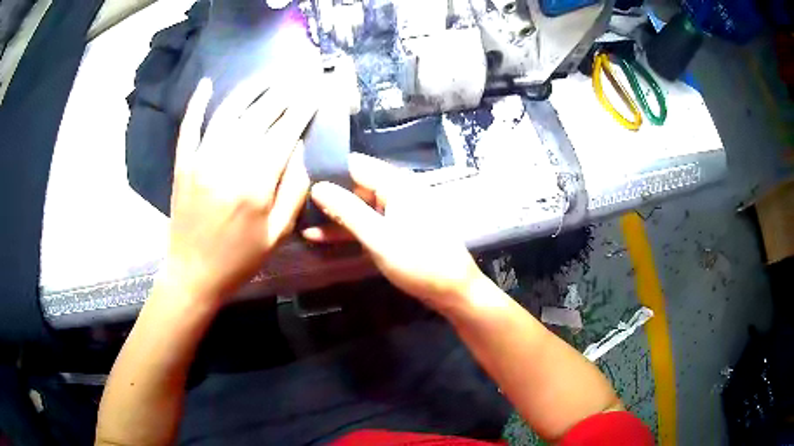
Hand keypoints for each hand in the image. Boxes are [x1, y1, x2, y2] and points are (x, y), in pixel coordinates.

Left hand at [163, 76, 316, 303]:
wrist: (193, 275)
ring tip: (266, 77)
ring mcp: (201, 161)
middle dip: (281, 94)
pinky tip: (207, 84)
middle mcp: (228, 164)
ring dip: (248, 91)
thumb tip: (301, 151)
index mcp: (255, 185)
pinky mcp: (183, 164)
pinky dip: (197, 104)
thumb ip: (294, 191)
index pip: (284, 134)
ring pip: (228, 114)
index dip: (301, 110)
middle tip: (296, 78)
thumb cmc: (239, 259)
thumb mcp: (277, 235)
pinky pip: (189, 127)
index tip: (314, 92)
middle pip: (259, 117)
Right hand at [302, 154, 482, 310]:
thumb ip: (346, 210)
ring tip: (300, 220)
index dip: (327, 169)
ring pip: (358, 205)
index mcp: (397, 184)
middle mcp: (396, 191)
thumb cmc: (419, 262)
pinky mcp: (395, 229)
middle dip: (327, 194)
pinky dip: (346, 229)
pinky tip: (319, 237)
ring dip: (333, 215)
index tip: (298, 177)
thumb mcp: (378, 237)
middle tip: (293, 202)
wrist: (454, 291)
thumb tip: (316, 187)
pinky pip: (366, 222)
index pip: (355, 164)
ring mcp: (396, 211)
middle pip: (355, 184)